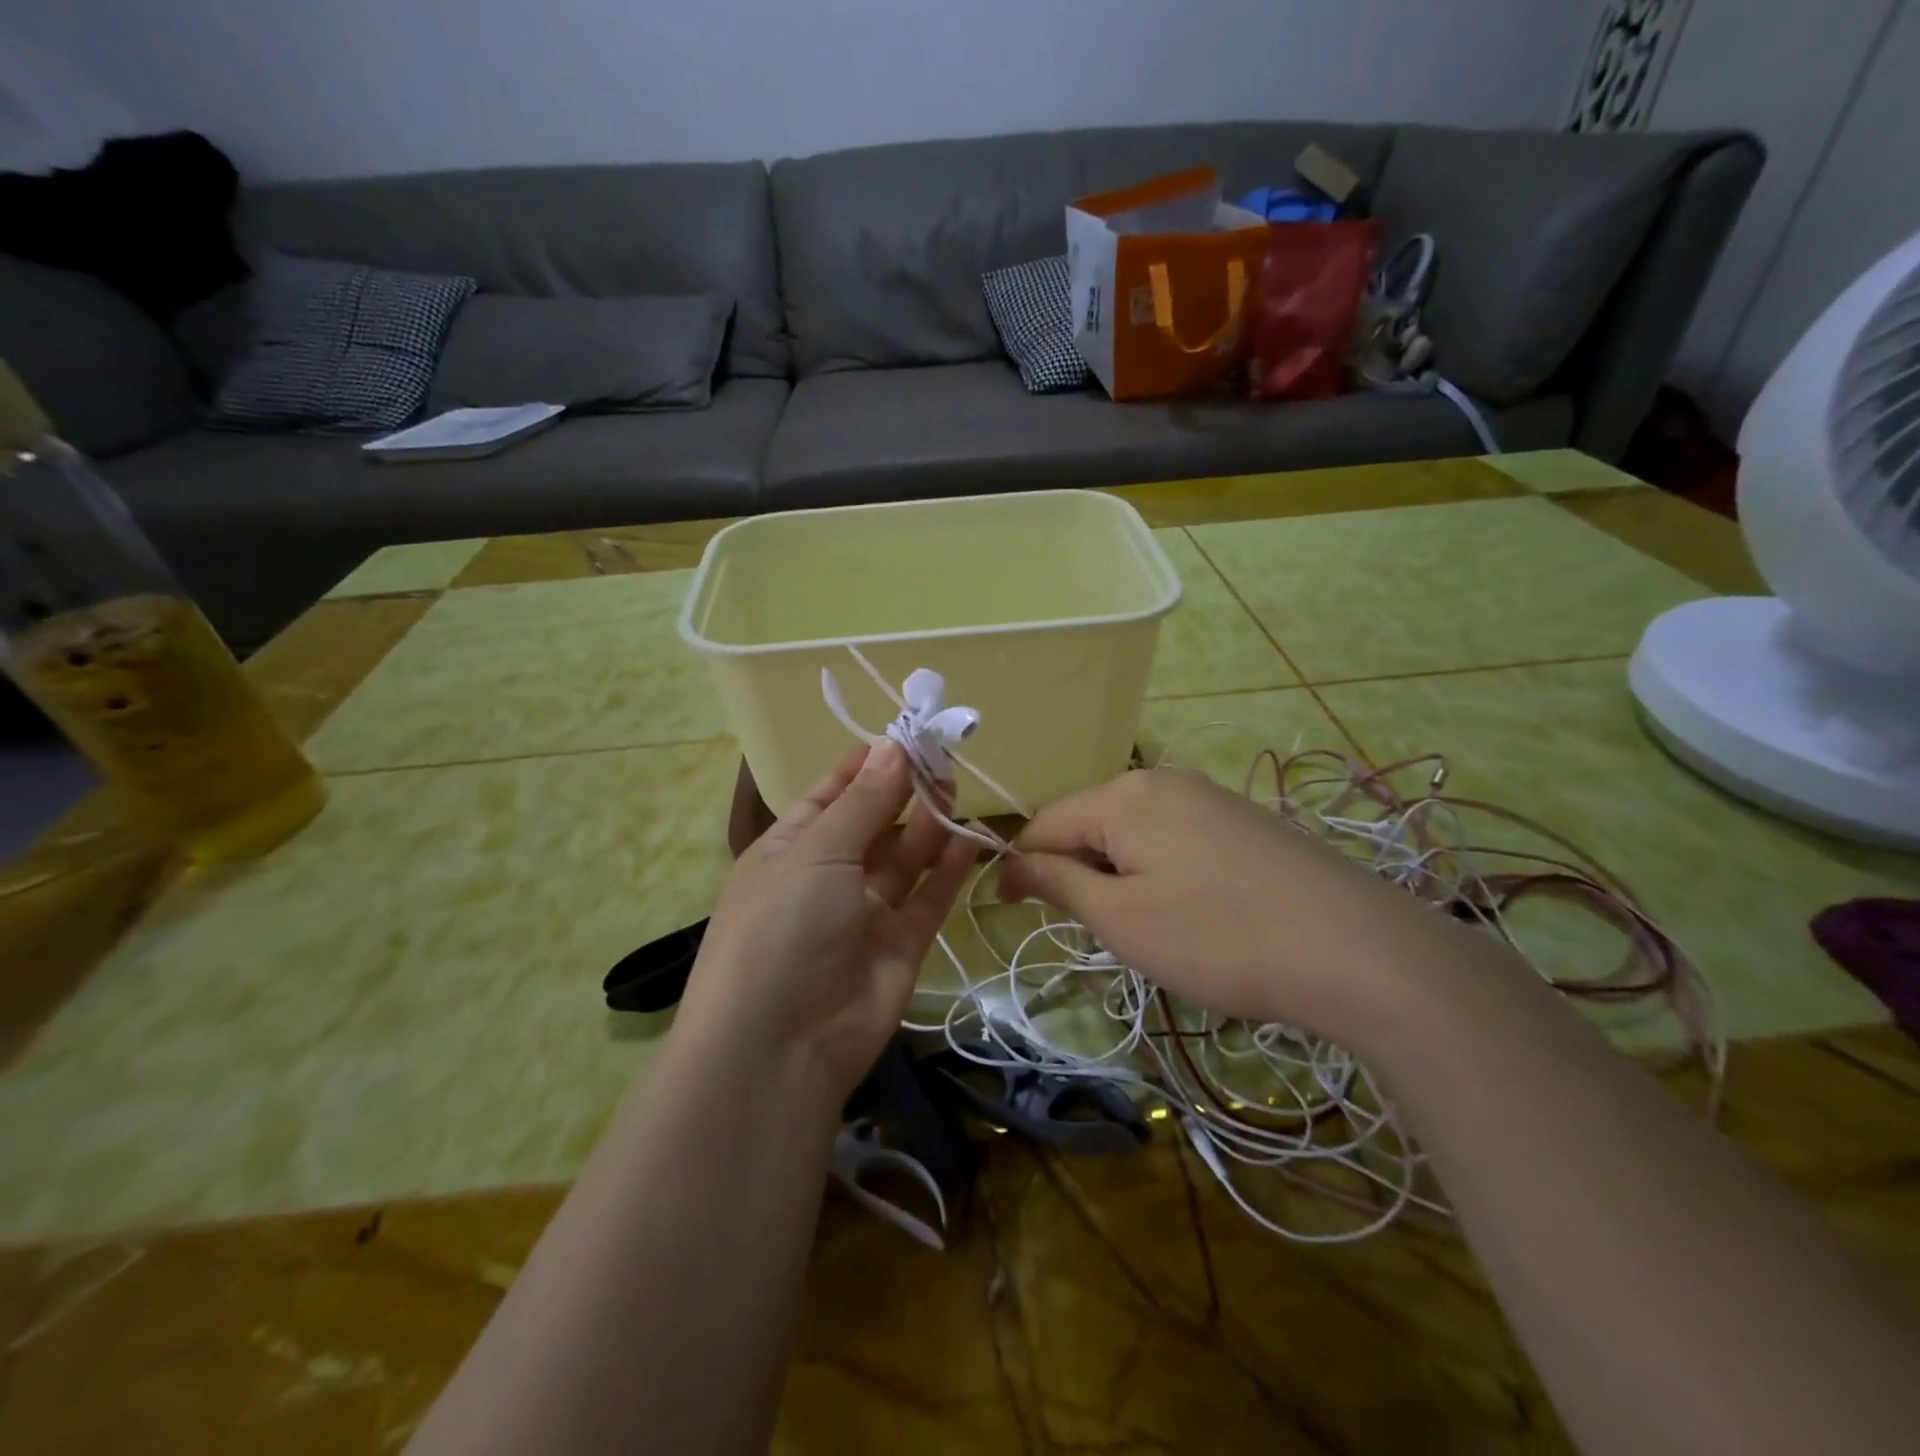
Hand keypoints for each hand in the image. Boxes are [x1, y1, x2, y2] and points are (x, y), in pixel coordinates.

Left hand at [677, 742, 976, 1102]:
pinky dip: (948, 869)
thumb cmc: (783, 927)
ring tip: (958, 788)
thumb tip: (894, 746)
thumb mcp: (817, 852)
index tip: (907, 735)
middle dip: (905, 791)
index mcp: (790, 847)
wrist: (781, 1047)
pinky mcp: (901, 944)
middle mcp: (827, 876)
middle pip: (874, 822)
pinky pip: (928, 897)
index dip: (867, 764)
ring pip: (905, 858)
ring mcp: (866, 912)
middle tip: (944, 757)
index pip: (831, 793)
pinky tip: (969, 837)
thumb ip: (864, 802)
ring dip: (929, 824)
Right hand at [998, 768, 1459, 1046]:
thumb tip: (1012, 863)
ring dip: (1115, 873)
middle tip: (1087, 929)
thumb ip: (1059, 882)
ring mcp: (1209, 796)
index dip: (1019, 864)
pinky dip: (1157, 871)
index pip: (1044, 822)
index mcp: (1124, 795)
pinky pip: (1174, 838)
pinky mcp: (1243, 821)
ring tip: (1139, 927)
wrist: (1358, 950)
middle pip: (1090, 821)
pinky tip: (1187, 911)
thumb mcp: (1122, 918)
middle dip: (1073, 870)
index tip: (1006, 909)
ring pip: (1133, 832)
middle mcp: (1163, 780)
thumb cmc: (1218, 937)